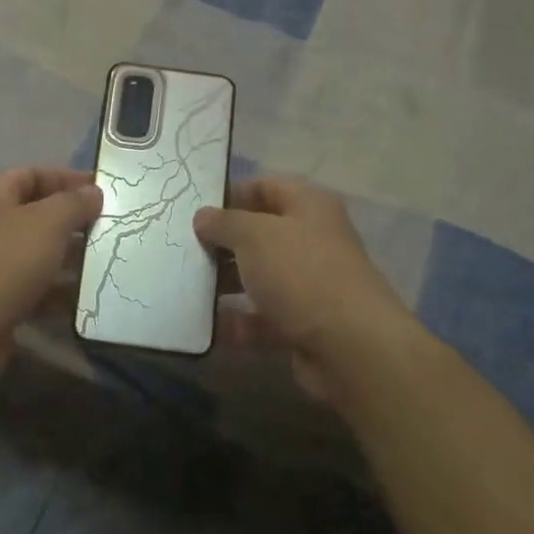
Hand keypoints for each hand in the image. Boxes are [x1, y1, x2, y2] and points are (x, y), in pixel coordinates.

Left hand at [0, 167, 101, 391]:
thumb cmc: (1, 264)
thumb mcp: (46, 223)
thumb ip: (74, 203)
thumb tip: (94, 192)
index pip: (35, 174)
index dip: (69, 178)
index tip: (106, 190)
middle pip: (41, 215)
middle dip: (77, 222)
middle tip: (117, 229)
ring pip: (42, 256)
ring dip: (74, 260)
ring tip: (113, 264)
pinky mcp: (0, 303)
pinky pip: (39, 291)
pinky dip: (62, 294)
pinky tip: (92, 300)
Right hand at [195, 177, 415, 403]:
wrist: (350, 347)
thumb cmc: (300, 273)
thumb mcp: (254, 235)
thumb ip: (223, 222)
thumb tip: (203, 216)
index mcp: (309, 206)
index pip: (265, 186)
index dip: (230, 194)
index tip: (194, 209)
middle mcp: (312, 240)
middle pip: (260, 234)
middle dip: (223, 243)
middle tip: (183, 250)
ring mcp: (310, 284)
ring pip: (260, 277)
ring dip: (226, 284)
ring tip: (188, 288)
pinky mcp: (304, 324)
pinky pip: (263, 318)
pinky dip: (240, 323)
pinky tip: (209, 327)